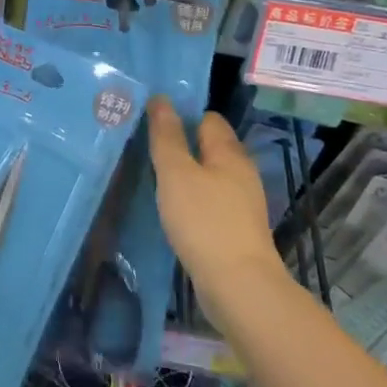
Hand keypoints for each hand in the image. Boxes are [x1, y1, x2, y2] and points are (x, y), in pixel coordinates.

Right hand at [147, 97, 280, 321]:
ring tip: (152, 179)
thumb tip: (161, 99)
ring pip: (209, 176)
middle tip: (144, 149)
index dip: (181, 116)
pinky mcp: (236, 230)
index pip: (207, 119)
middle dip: (181, 145)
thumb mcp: (176, 173)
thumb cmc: (204, 221)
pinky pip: (210, 202)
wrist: (239, 287)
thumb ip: (167, 136)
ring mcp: (241, 203)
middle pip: (209, 147)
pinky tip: (172, 211)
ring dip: (185, 176)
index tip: (151, 123)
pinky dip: (192, 201)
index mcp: (229, 152)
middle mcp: (240, 173)